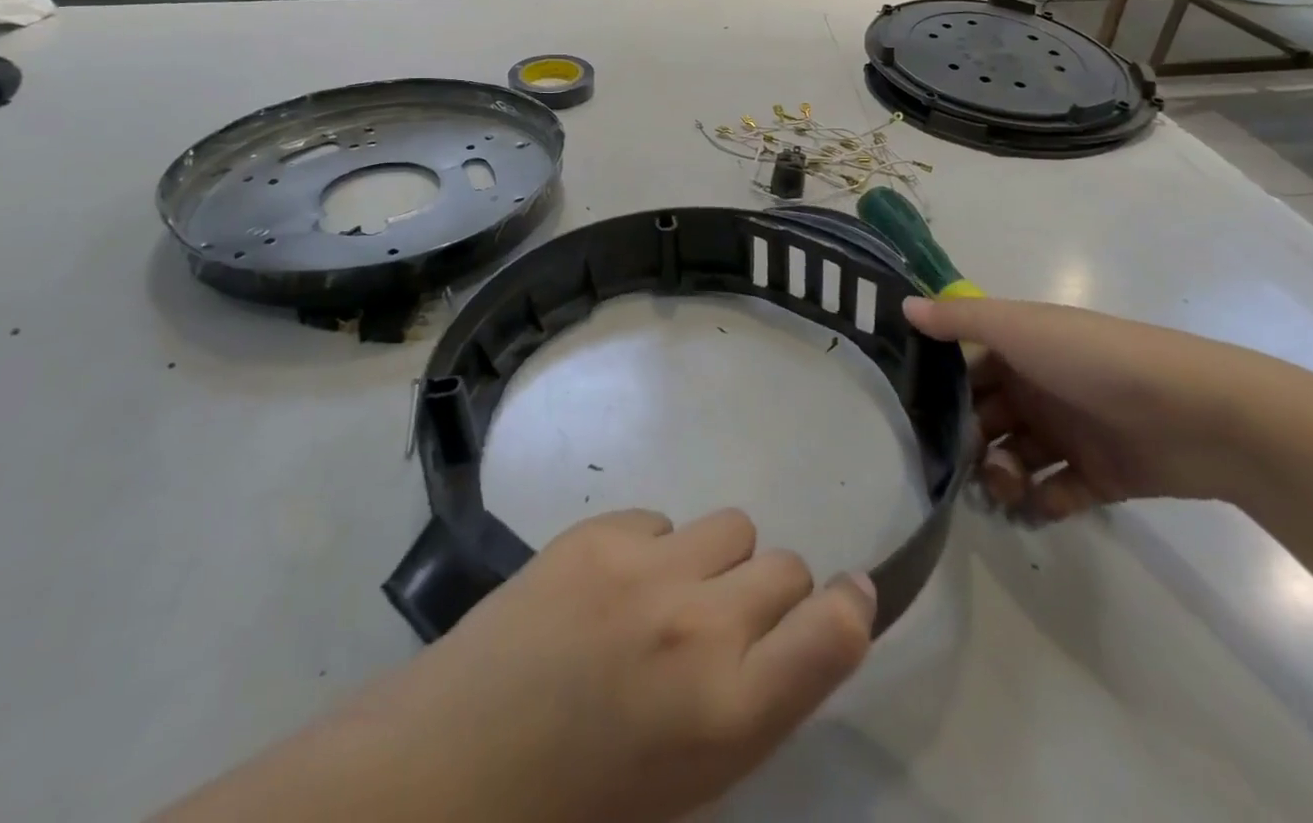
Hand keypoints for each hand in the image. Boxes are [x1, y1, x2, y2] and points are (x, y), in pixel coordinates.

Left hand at [331, 509, 875, 822]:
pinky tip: (614, 584)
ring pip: (731, 524)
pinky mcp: (599, 531)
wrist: (460, 760)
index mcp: (728, 712)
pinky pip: (662, 518)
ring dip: (717, 558)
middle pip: (786, 565)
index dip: (852, 607)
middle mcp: (698, 626)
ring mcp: (645, 567)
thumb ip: (748, 702)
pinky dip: (654, 546)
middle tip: (732, 619)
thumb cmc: (583, 799)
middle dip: (772, 591)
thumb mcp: (691, 781)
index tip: (852, 594)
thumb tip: (784, 634)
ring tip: (671, 593)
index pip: (831, 635)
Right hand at [903, 296, 1283, 522]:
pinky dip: (1044, 503)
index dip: (942, 392)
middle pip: (987, 418)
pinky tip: (1038, 507)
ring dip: (1002, 476)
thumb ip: (959, 320)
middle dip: (968, 442)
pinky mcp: (1102, 476)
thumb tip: (902, 304)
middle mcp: (1040, 389)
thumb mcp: (1019, 328)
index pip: (967, 371)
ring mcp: (1072, 433)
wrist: (1202, 414)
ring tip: (1004, 491)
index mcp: (1021, 350)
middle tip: (959, 465)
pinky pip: (1059, 493)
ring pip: (1017, 458)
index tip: (914, 418)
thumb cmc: (1095, 360)